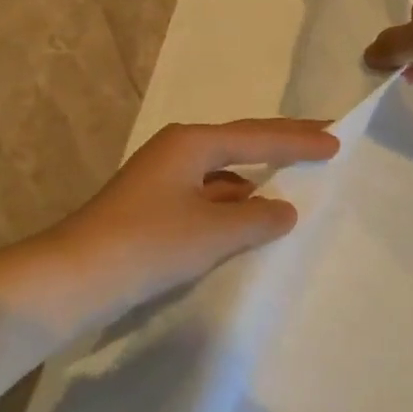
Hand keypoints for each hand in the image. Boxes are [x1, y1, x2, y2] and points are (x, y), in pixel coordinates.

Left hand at [0, 119, 339, 336]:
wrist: (75, 276)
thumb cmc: (149, 243)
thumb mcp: (213, 232)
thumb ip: (258, 217)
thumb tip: (284, 208)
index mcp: (192, 142)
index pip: (258, 136)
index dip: (300, 139)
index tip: (337, 140)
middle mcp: (176, 149)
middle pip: (240, 143)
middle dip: (281, 146)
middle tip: (321, 142)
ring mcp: (160, 177)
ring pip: (222, 172)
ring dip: (255, 180)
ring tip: (292, 186)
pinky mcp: (152, 205)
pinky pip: (206, 195)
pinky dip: (231, 204)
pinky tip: (246, 220)